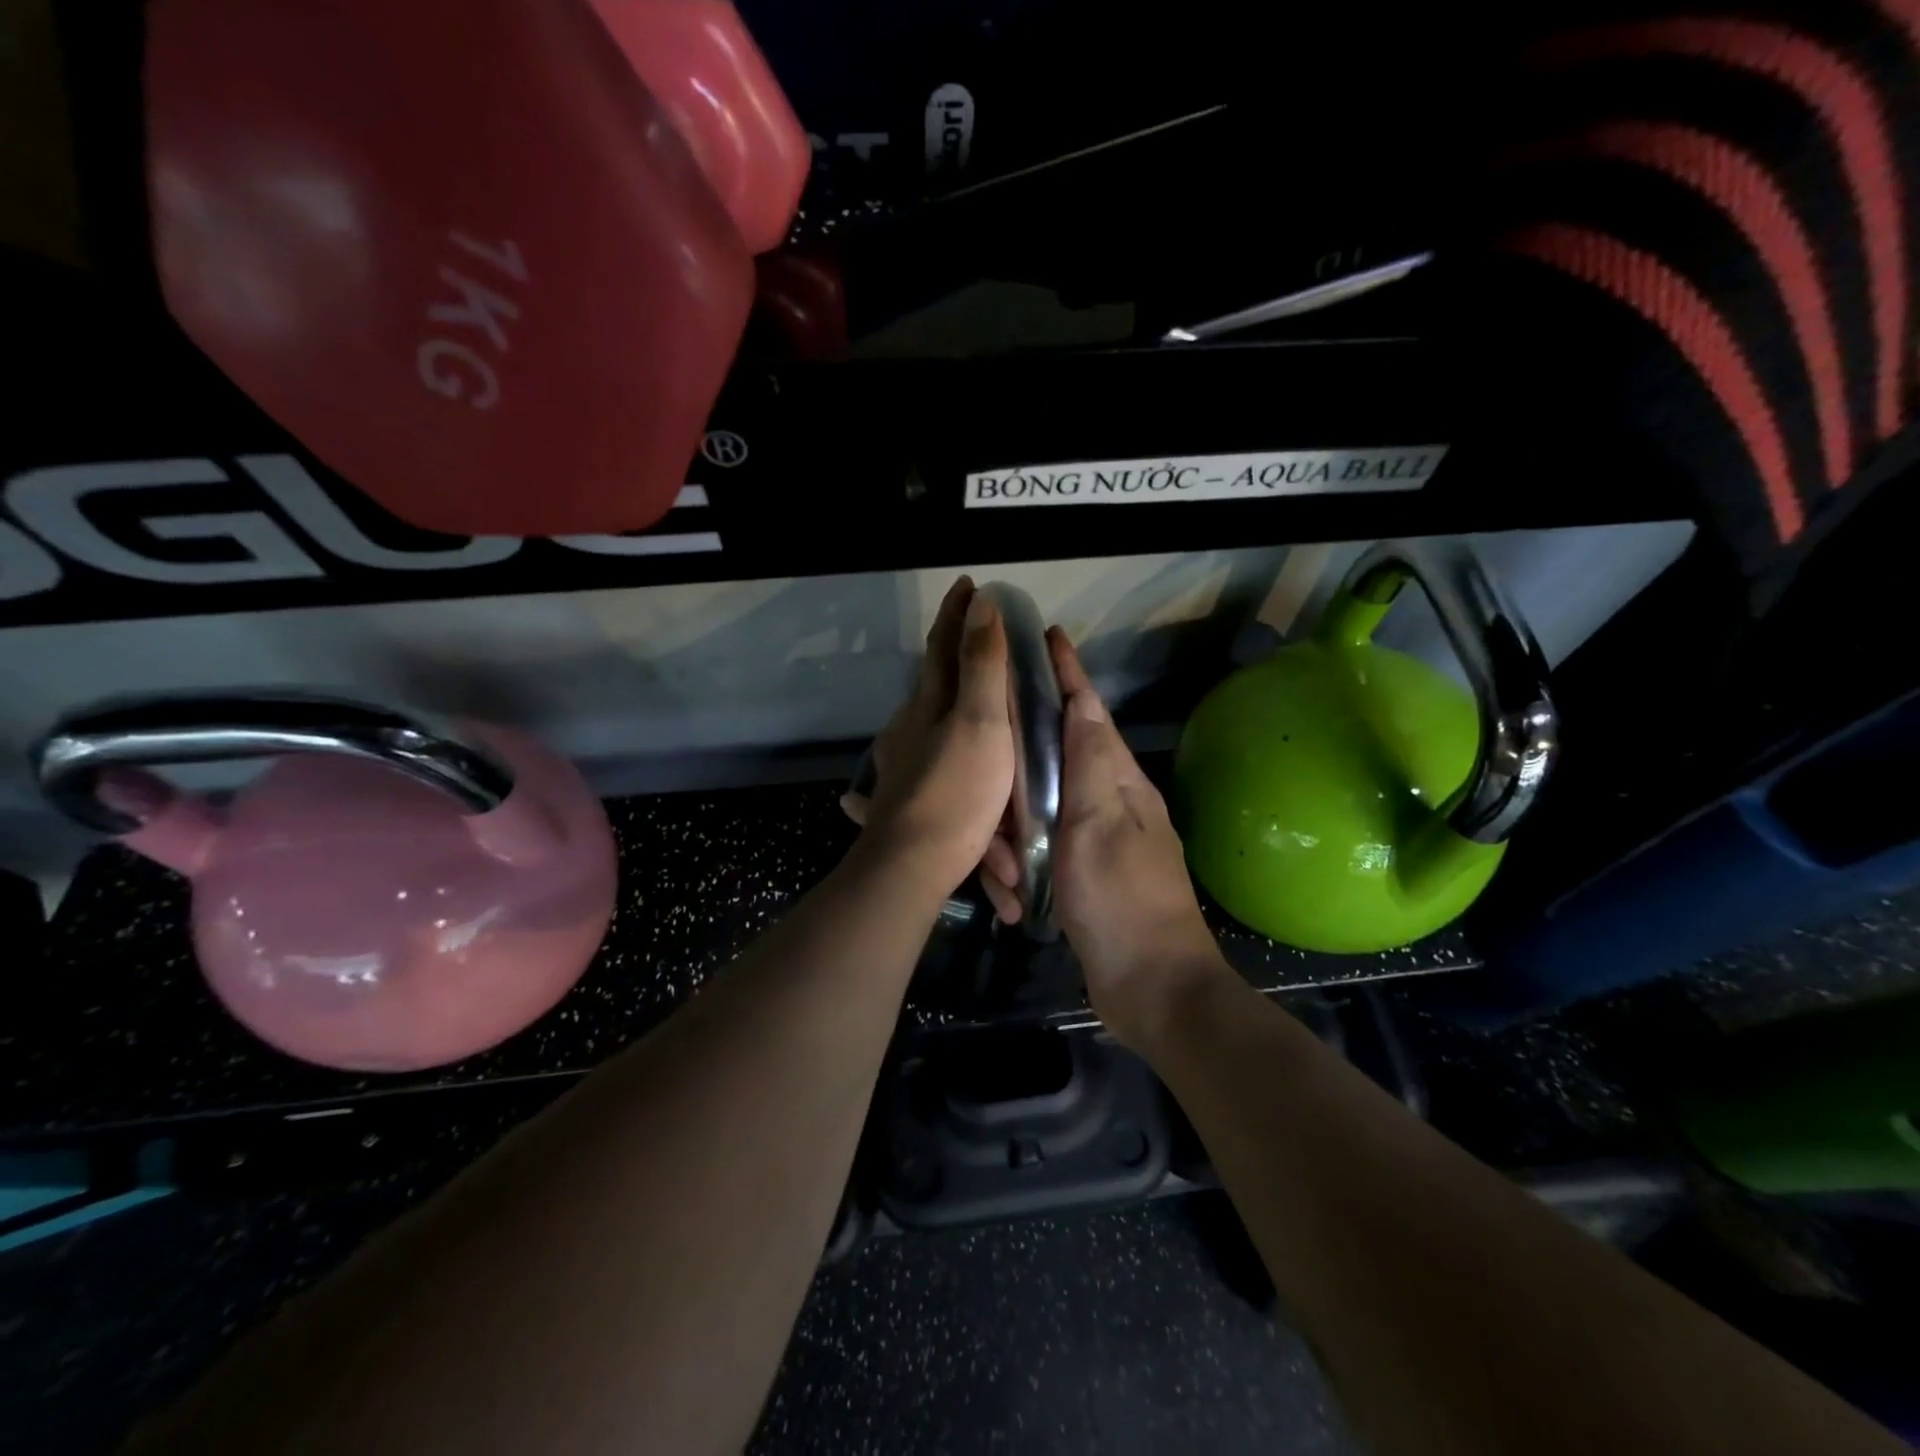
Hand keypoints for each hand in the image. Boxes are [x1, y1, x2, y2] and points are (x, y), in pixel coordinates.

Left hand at [841, 577, 1015, 898]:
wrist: (911, 866)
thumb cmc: (956, 791)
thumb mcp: (980, 723)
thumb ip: (982, 665)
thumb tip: (982, 602)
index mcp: (928, 705)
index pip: (943, 646)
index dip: (957, 614)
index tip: (968, 583)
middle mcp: (907, 727)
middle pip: (931, 683)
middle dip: (952, 657)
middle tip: (978, 643)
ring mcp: (899, 764)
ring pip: (924, 724)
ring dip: (943, 705)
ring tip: (965, 702)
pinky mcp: (900, 798)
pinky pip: (919, 762)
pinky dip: (929, 748)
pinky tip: (925, 756)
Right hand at [1042, 629, 1226, 1048]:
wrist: (1151, 987)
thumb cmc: (1122, 900)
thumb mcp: (1099, 824)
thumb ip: (1089, 763)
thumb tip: (1083, 702)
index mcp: (1119, 781)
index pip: (1090, 710)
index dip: (1069, 672)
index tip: (1047, 635)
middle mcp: (1110, 801)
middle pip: (1056, 757)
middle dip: (1019, 768)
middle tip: (988, 781)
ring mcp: (1097, 839)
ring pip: (1041, 808)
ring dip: (1014, 835)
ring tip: (1003, 871)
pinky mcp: (1083, 873)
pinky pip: (1041, 850)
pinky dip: (1022, 864)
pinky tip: (1010, 887)